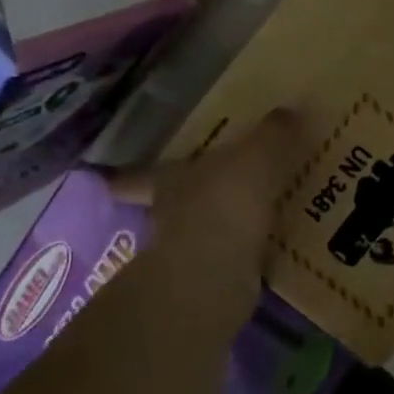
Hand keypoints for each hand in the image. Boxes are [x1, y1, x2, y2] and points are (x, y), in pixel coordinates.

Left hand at [112, 109, 304, 281]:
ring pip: (198, 234)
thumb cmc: (222, 208)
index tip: (103, 181)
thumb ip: (271, 137)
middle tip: (199, 195)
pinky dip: (243, 255)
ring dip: (214, 229)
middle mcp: (169, 217)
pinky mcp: (211, 283)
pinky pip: (229, 260)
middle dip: (178, 203)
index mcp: (169, 182)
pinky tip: (265, 252)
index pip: (137, 177)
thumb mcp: (253, 161)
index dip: (123, 178)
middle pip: (165, 206)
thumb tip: (290, 110)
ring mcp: (186, 254)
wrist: (214, 279)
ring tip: (245, 221)